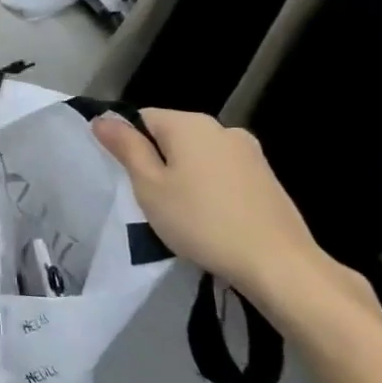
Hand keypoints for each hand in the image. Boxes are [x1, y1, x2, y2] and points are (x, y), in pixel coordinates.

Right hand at [92, 108, 375, 323]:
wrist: (278, 264)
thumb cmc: (201, 221)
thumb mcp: (149, 186)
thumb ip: (126, 148)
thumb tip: (103, 118)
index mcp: (189, 124)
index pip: (141, 118)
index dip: (127, 144)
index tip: (126, 177)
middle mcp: (222, 128)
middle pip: (171, 135)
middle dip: (156, 160)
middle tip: (148, 198)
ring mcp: (249, 152)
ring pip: (197, 155)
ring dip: (183, 175)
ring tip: (179, 212)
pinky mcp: (266, 177)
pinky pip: (221, 172)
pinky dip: (208, 187)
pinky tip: (209, 217)